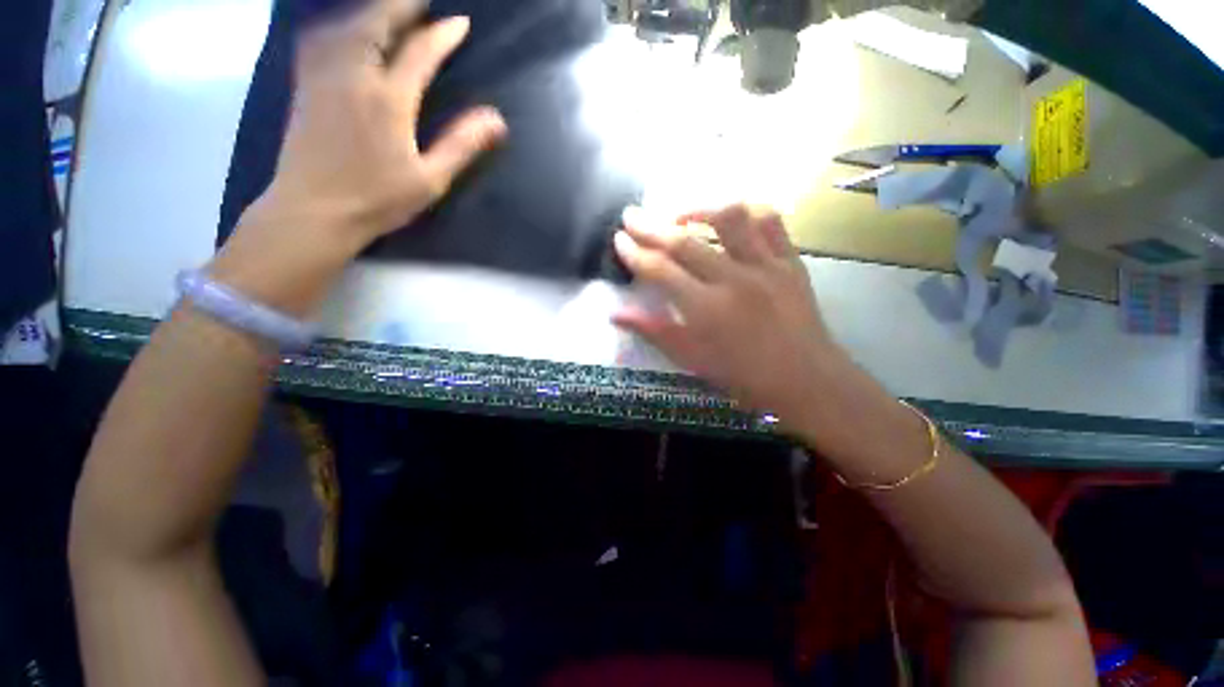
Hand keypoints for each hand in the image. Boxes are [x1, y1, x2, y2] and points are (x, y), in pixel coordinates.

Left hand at [260, 0, 505, 243]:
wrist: (314, 211)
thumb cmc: (377, 200)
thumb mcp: (430, 179)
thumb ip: (461, 145)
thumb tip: (497, 119)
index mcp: (388, 100)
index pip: (420, 52)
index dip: (442, 34)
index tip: (460, 22)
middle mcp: (353, 75)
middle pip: (376, 21)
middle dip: (402, 4)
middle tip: (423, 1)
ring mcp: (323, 75)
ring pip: (346, 23)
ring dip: (372, 9)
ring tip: (391, 7)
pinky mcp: (305, 83)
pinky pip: (322, 36)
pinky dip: (340, 22)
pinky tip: (346, 25)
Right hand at [613, 205, 847, 422]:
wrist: (807, 380)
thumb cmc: (744, 377)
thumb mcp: (693, 360)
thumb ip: (654, 331)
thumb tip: (616, 314)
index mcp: (707, 310)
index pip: (661, 270)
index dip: (635, 253)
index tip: (618, 239)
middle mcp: (735, 280)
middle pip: (685, 242)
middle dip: (651, 225)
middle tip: (631, 214)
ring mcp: (767, 266)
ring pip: (730, 218)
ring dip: (698, 209)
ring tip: (679, 215)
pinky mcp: (791, 261)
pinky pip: (770, 221)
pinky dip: (746, 211)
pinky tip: (729, 217)